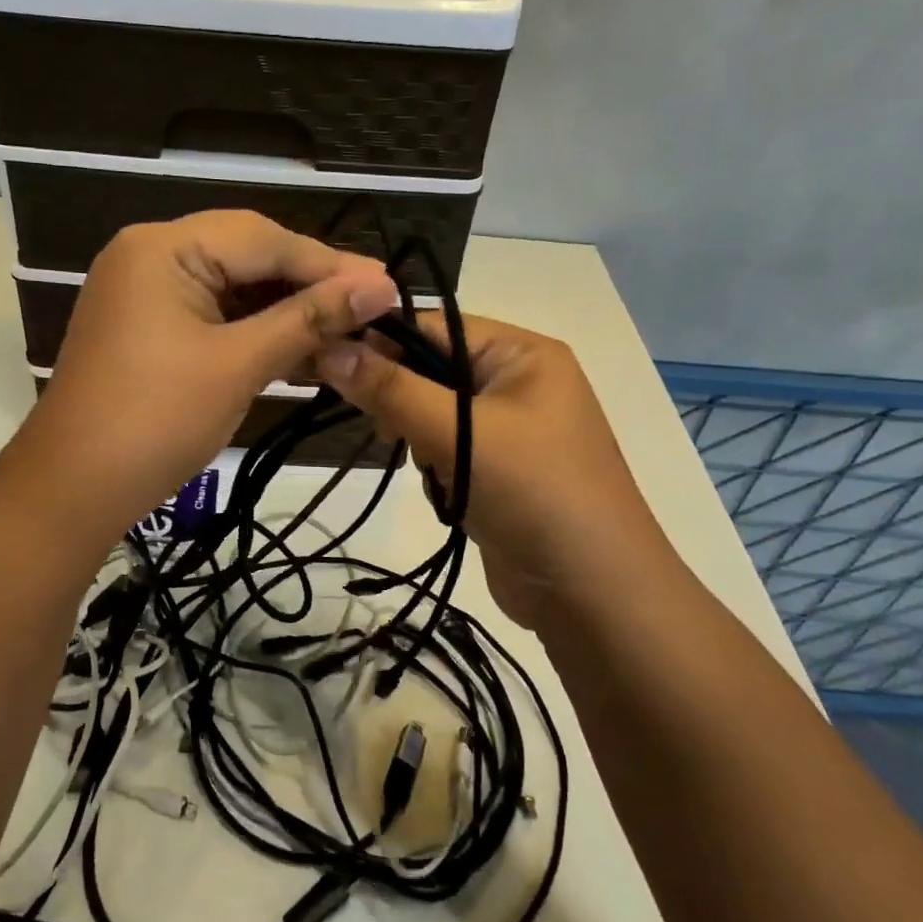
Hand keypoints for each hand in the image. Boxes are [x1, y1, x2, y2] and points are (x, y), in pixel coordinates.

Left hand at [13, 211, 399, 538]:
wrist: (73, 491)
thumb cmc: (156, 421)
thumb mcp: (238, 364)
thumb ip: (310, 319)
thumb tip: (382, 287)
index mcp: (163, 247)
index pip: (264, 238)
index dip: (329, 264)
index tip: (388, 287)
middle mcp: (152, 256)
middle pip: (250, 256)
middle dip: (311, 287)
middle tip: (373, 310)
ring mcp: (148, 294)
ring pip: (236, 289)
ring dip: (289, 313)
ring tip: (349, 334)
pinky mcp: (151, 330)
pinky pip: (217, 317)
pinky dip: (258, 333)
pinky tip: (303, 350)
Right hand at [316, 314, 671, 632]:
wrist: (595, 595)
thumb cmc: (535, 494)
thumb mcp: (459, 432)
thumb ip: (391, 389)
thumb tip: (327, 348)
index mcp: (523, 354)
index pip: (435, 326)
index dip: (381, 342)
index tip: (328, 367)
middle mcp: (520, 382)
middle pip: (433, 368)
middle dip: (401, 397)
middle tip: (383, 430)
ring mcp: (513, 430)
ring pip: (435, 412)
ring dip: (417, 435)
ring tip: (423, 464)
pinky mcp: (501, 471)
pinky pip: (449, 448)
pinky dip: (434, 464)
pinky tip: (440, 487)